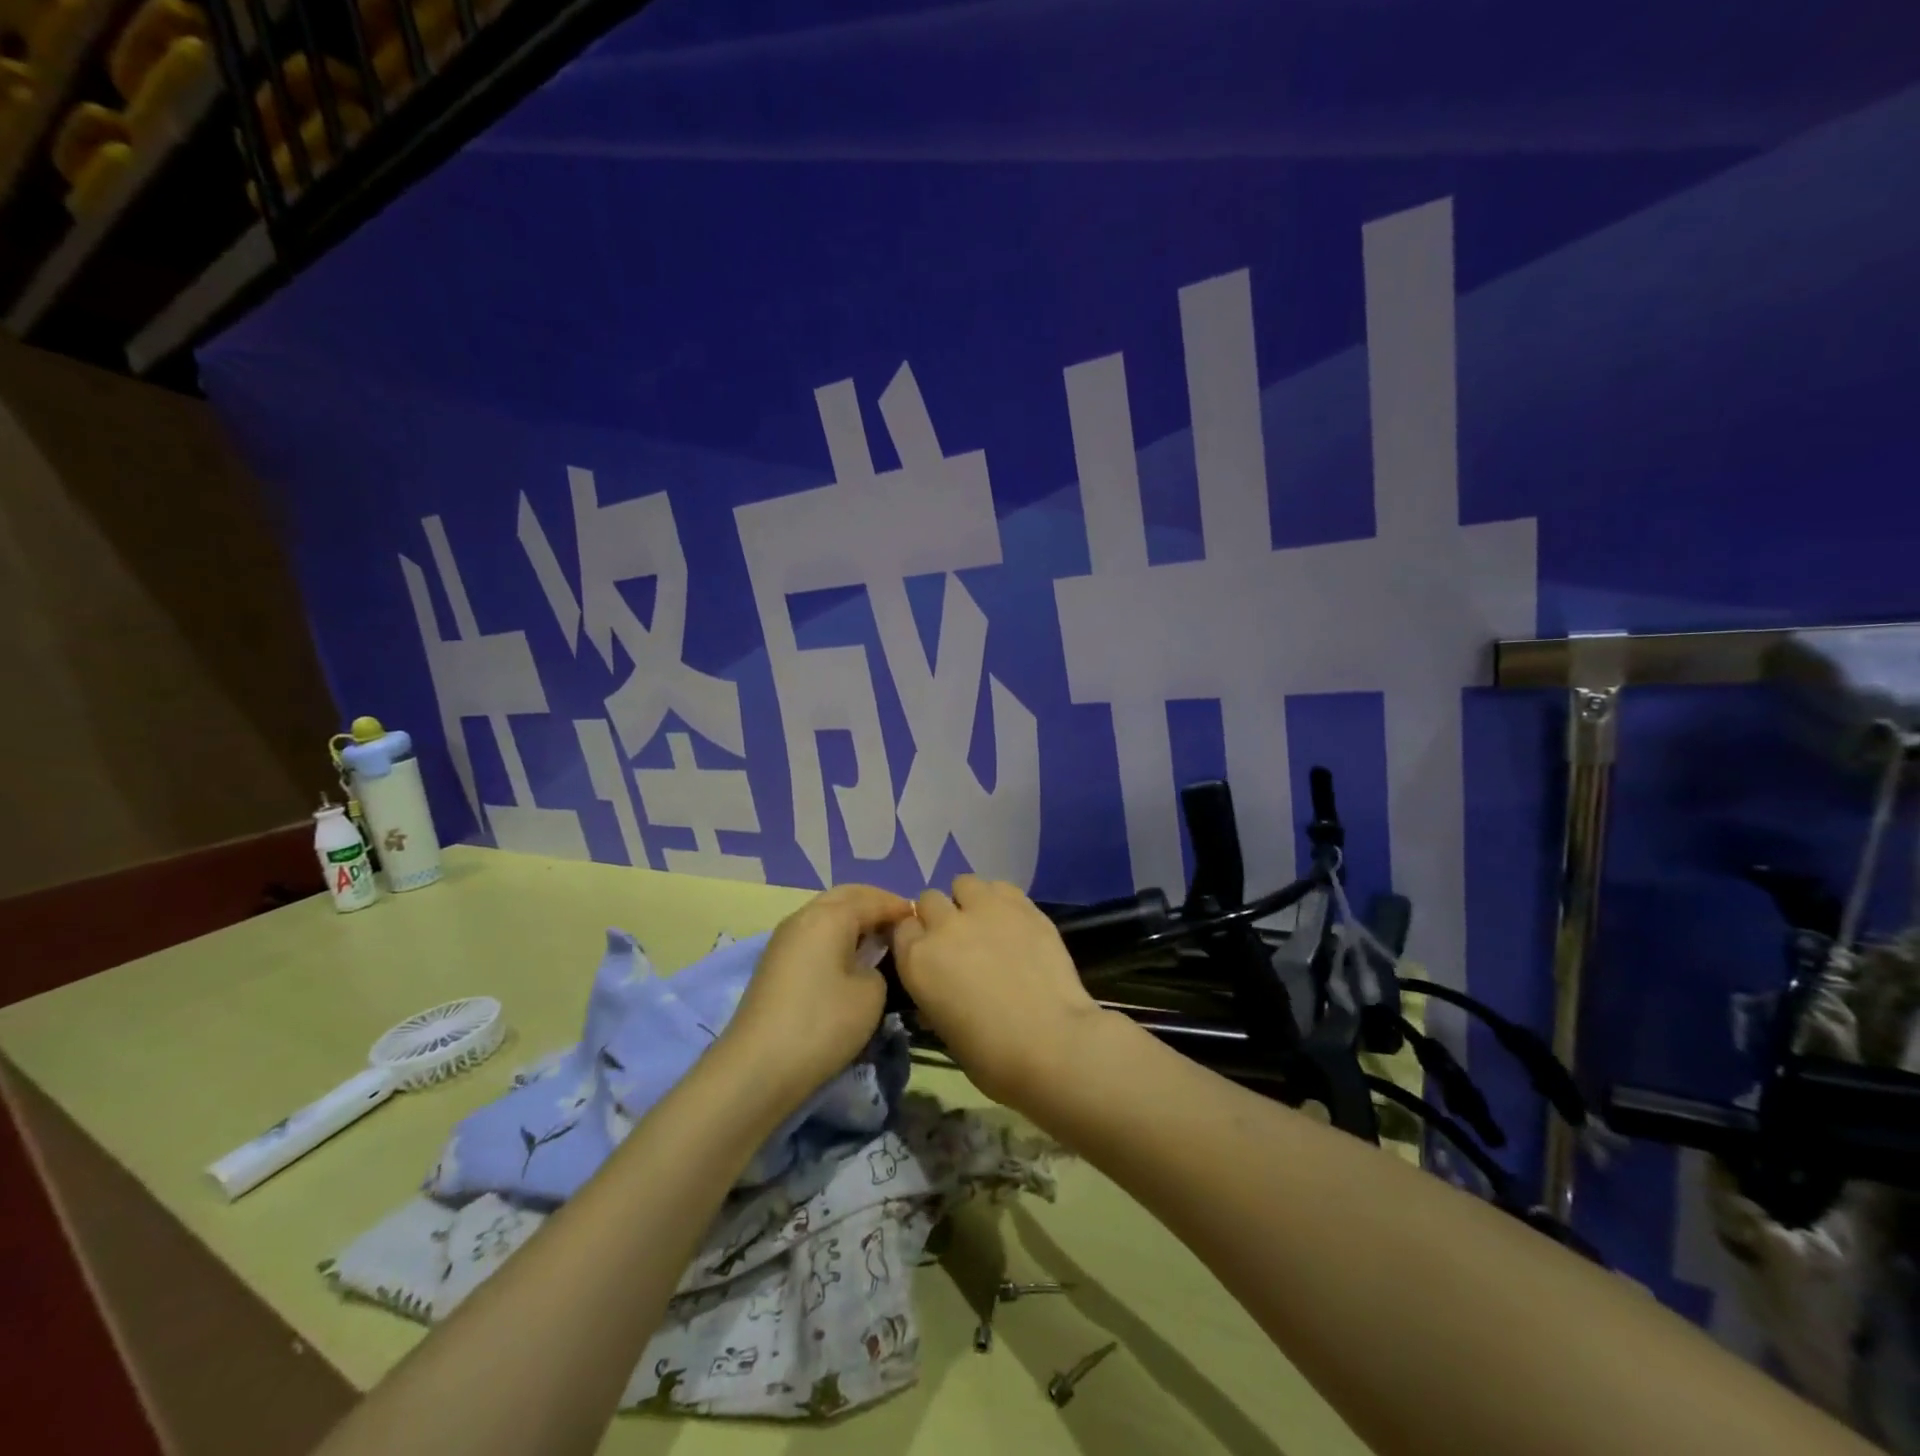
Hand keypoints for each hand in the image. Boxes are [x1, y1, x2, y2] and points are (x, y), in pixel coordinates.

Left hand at [722, 884, 915, 1100]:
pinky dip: (836, 935)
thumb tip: (866, 964)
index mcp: (830, 916)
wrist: (758, 1068)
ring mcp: (784, 938)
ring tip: (879, 940)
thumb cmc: (822, 1024)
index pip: (873, 899)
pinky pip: (814, 933)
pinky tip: (850, 957)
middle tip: (900, 923)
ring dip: (853, 919)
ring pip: (826, 913)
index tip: (922, 920)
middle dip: (874, 903)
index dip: (899, 907)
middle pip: (845, 897)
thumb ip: (878, 967)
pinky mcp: (775, 962)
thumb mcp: (871, 995)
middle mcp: (804, 916)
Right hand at [889, 875, 1107, 1107]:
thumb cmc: (992, 1056)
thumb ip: (935, 995)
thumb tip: (940, 988)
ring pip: (964, 883)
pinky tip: (1014, 922)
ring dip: (969, 900)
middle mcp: (944, 925)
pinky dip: (1001, 900)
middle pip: (930, 900)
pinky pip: (1001, 887)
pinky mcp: (1021, 905)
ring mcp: (984, 909)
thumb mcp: (945, 1030)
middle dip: (940, 916)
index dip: (916, 938)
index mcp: (917, 960)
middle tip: (960, 940)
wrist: (1051, 1044)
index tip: (930, 953)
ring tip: (987, 924)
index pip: (902, 928)